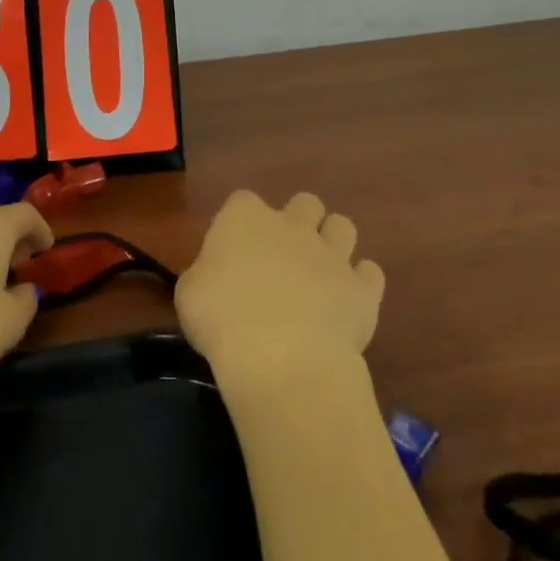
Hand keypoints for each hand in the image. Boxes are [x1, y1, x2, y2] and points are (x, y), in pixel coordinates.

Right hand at [176, 190, 384, 384]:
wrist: (281, 359)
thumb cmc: (222, 321)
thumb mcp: (188, 295)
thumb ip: (205, 275)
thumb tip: (214, 279)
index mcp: (245, 217)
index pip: (242, 201)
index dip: (239, 224)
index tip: (233, 254)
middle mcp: (291, 224)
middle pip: (304, 202)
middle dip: (299, 222)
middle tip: (284, 258)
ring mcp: (331, 254)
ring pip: (342, 225)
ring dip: (334, 243)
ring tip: (322, 274)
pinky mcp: (361, 289)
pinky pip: (370, 273)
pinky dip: (361, 283)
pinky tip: (349, 303)